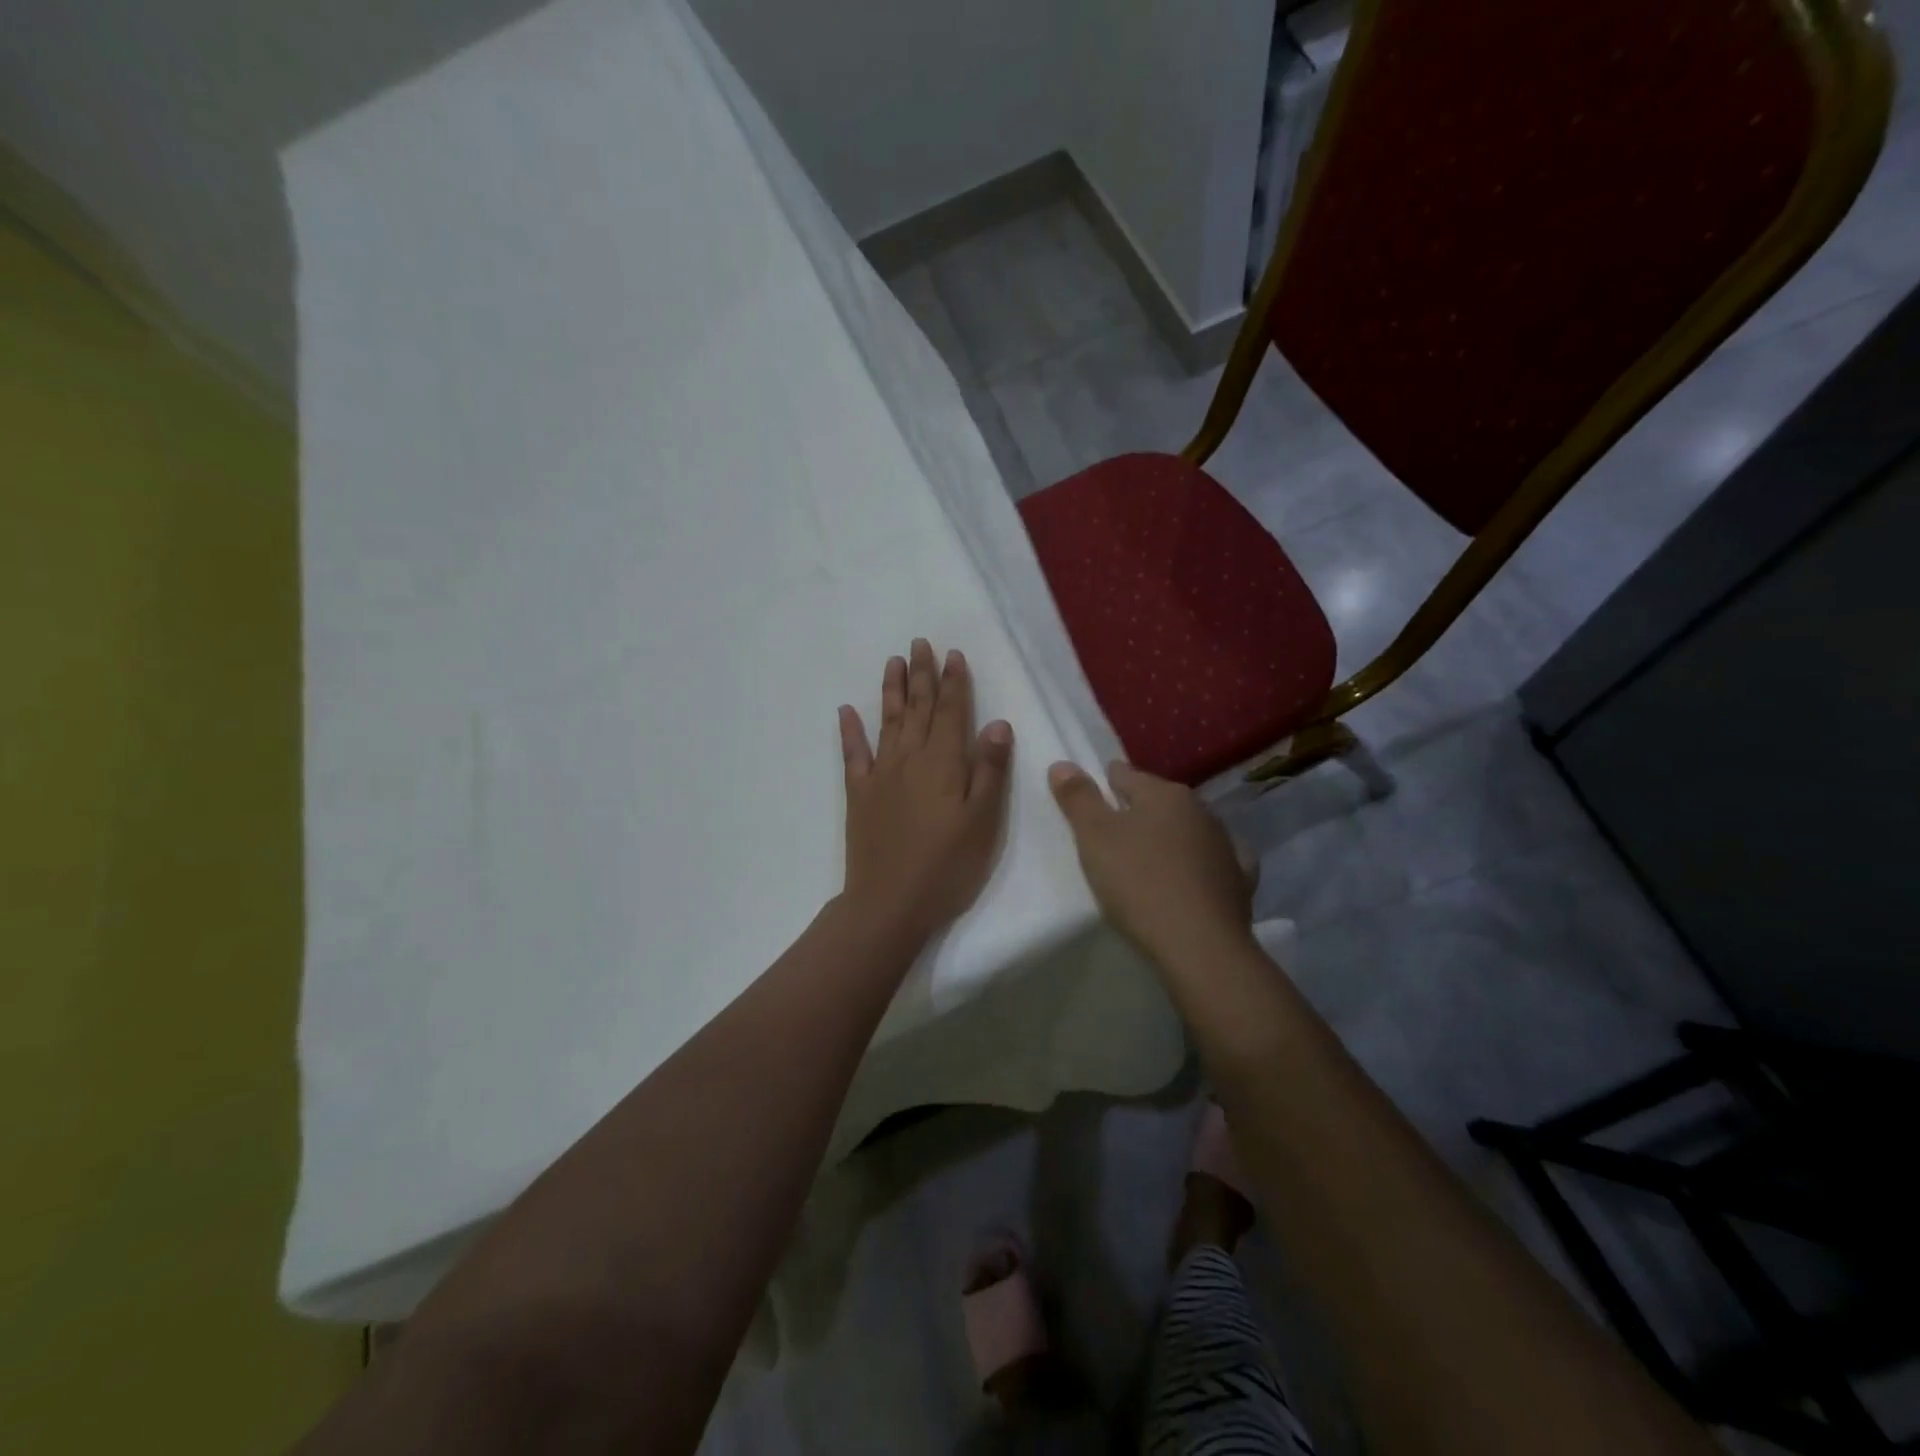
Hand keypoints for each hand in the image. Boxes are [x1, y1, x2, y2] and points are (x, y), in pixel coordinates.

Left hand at [837, 640, 1013, 939]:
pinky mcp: (859, 794)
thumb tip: (997, 723)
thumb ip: (989, 770)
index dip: (954, 682)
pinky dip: (850, 730)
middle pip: (918, 708)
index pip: (952, 712)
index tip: (953, 654)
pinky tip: (846, 711)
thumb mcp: (983, 822)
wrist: (889, 903)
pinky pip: (853, 754)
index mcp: (944, 763)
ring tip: (894, 661)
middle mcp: (910, 758)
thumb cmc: (947, 865)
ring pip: (887, 721)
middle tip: (920, 643)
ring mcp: (880, 774)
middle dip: (922, 674)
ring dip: (892, 690)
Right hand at [1047, 760, 1253, 964]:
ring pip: (1187, 830)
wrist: (1201, 946)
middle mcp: (1199, 810)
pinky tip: (1193, 878)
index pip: (1125, 775)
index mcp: (1163, 793)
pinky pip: (1215, 863)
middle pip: (1158, 801)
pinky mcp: (1239, 880)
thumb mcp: (1094, 838)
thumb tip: (1062, 764)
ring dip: (1168, 838)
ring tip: (1146, 860)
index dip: (1103, 784)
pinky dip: (1200, 865)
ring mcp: (1225, 845)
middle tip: (1111, 836)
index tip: (1089, 801)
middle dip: (1136, 812)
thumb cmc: (1140, 883)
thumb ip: (1078, 798)